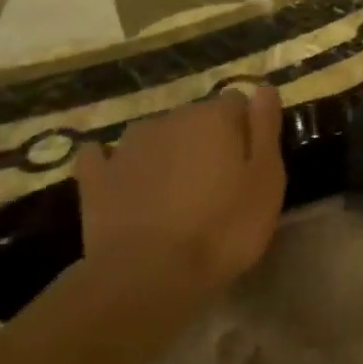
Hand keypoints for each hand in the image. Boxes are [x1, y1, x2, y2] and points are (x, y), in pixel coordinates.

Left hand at [73, 86, 285, 289]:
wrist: (148, 276)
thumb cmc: (223, 229)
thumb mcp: (266, 181)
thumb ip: (265, 129)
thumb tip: (264, 87)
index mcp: (214, 117)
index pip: (237, 102)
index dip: (247, 129)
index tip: (252, 162)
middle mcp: (170, 119)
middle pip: (196, 118)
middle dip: (207, 140)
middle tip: (218, 183)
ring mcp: (128, 147)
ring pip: (155, 136)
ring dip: (167, 152)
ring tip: (175, 191)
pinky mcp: (96, 178)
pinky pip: (104, 158)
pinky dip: (114, 165)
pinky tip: (122, 181)